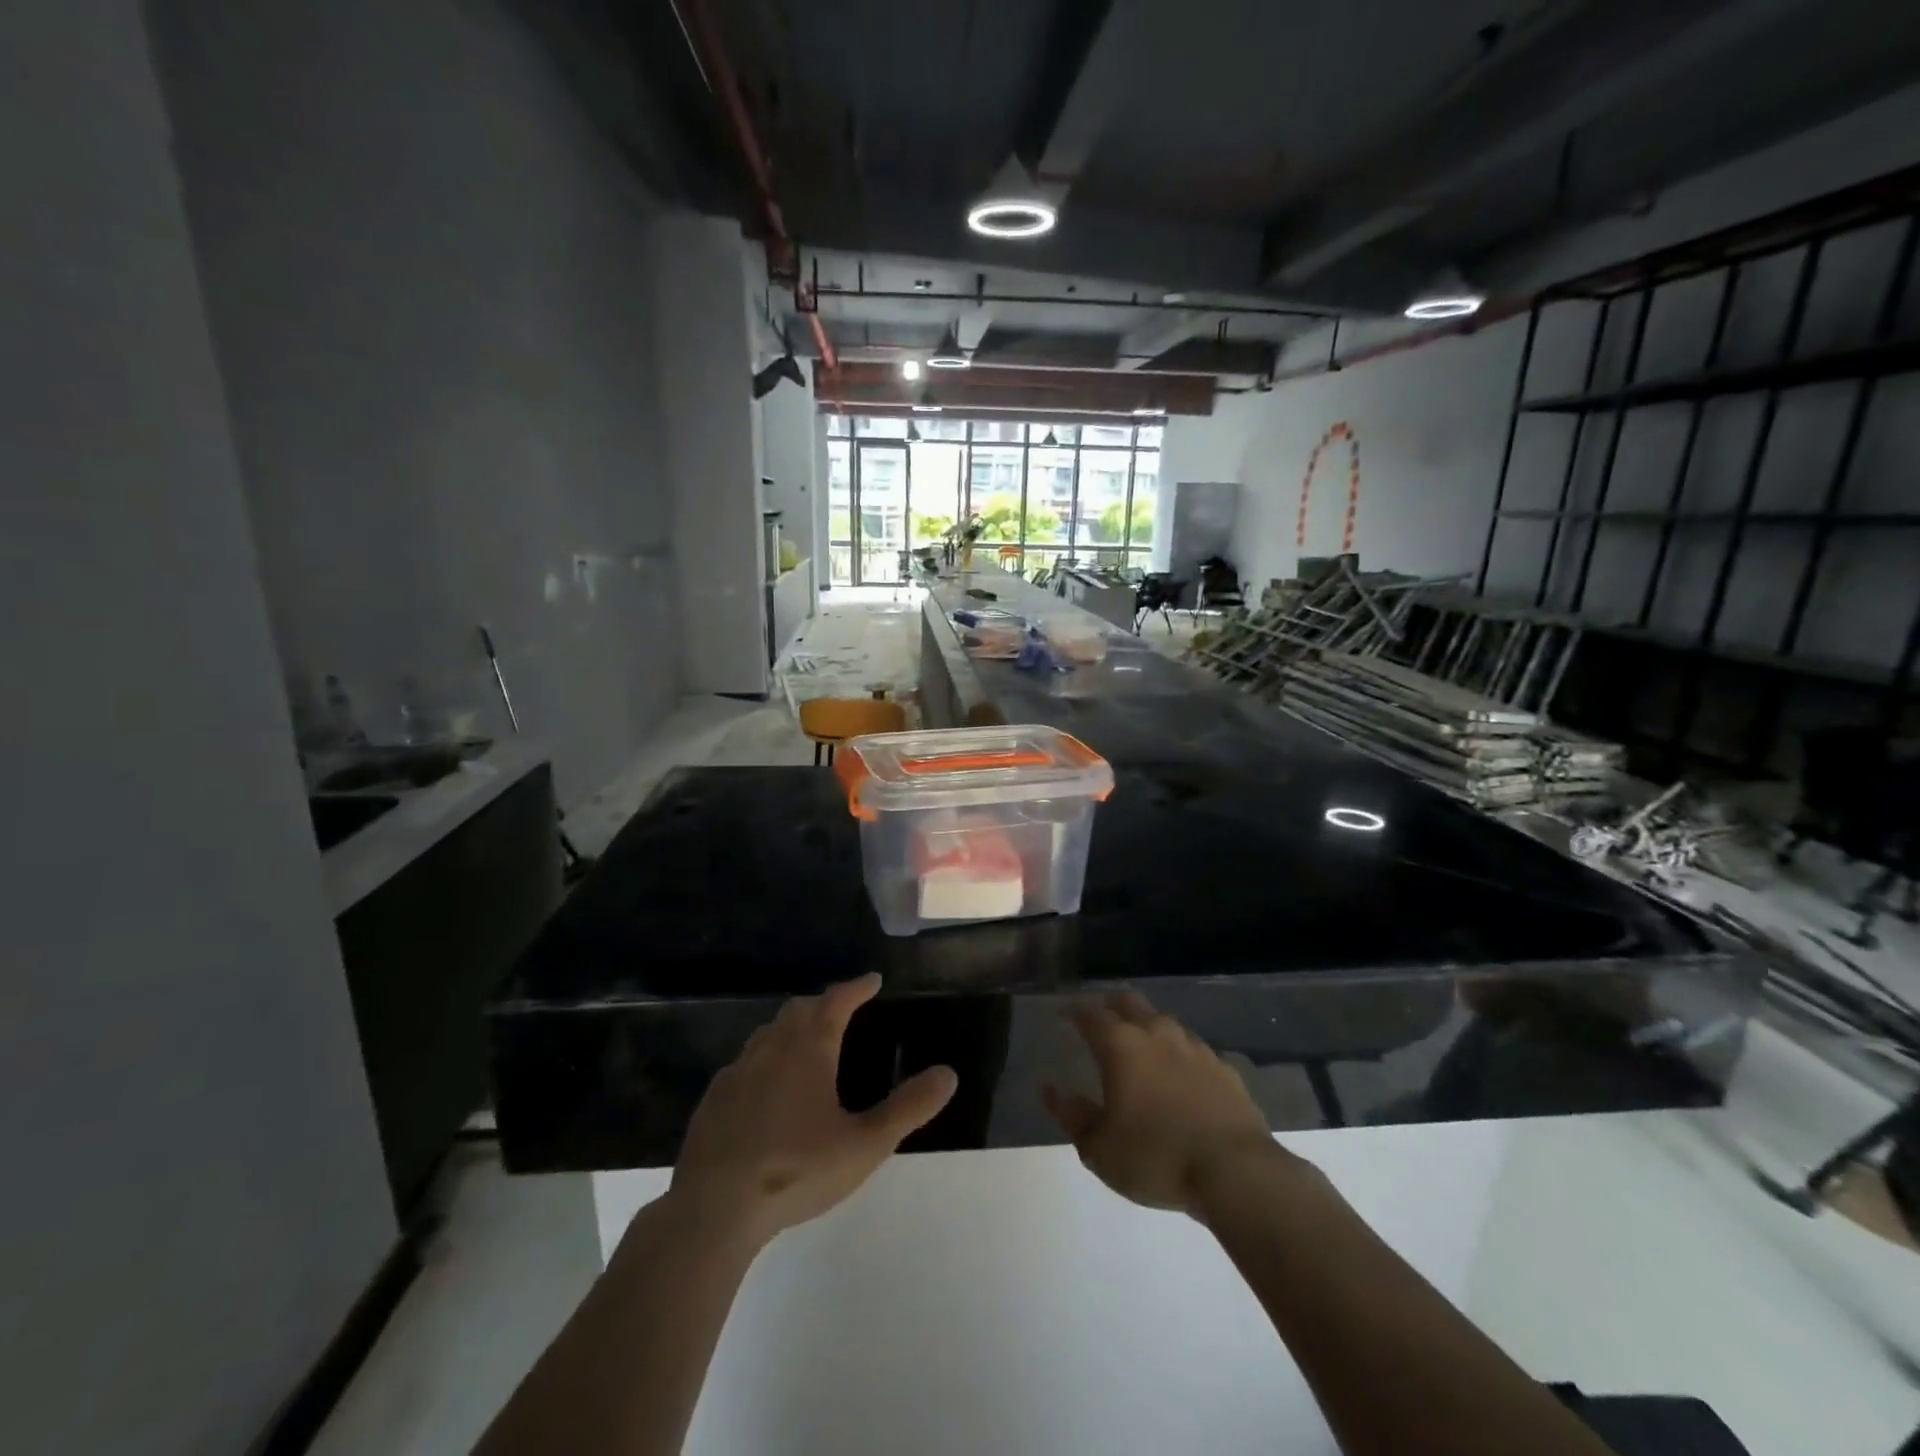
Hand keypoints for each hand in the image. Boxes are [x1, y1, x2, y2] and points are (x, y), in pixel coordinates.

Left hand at [671, 974, 956, 1247]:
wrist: (714, 1208)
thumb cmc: (797, 1169)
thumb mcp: (865, 1144)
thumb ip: (908, 1108)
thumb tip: (948, 1073)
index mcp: (809, 1050)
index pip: (836, 1002)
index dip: (856, 988)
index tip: (872, 980)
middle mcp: (772, 1049)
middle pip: (798, 1010)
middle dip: (822, 1004)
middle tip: (841, 1009)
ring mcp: (737, 1073)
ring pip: (767, 1033)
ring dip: (790, 1027)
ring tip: (805, 1041)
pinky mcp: (714, 1100)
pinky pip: (743, 1063)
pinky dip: (763, 1059)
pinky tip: (764, 1086)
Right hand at [1045, 991, 1292, 1216]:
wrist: (1236, 1172)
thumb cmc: (1156, 1157)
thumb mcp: (1099, 1148)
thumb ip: (1072, 1115)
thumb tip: (1051, 1088)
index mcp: (1121, 1045)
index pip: (1089, 1014)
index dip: (1072, 1011)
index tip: (1061, 1014)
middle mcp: (1156, 1033)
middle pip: (1128, 1002)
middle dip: (1109, 1004)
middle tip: (1097, 1018)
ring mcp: (1194, 1047)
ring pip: (1162, 1021)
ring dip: (1145, 1025)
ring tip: (1137, 1044)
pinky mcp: (1224, 1068)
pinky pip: (1192, 1049)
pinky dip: (1177, 1053)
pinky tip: (1178, 1073)